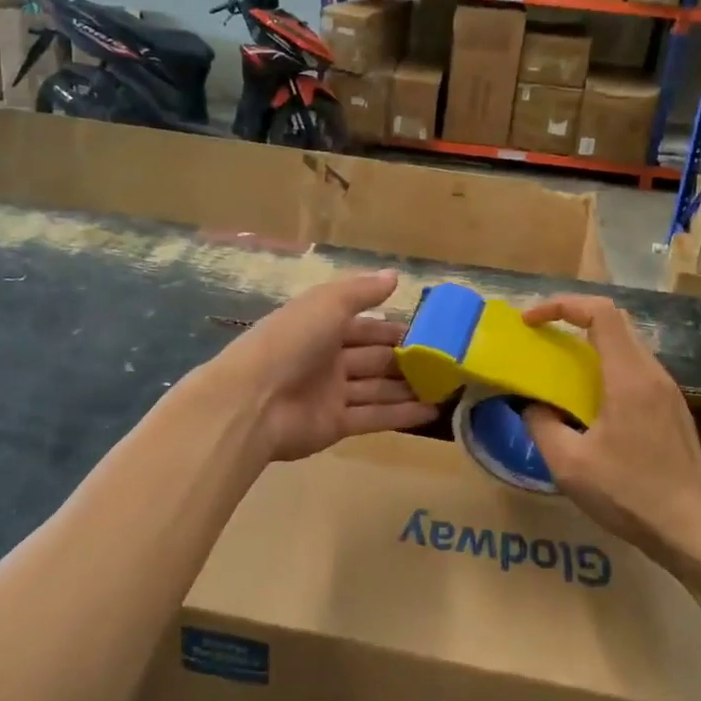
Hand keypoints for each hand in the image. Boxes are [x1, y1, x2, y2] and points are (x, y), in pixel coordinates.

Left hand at [209, 270, 436, 463]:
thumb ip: (362, 291)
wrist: (252, 401)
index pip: (365, 326)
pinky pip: (374, 416)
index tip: (431, 332)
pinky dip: (402, 415)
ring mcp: (331, 393)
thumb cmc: (290, 341)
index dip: (394, 328)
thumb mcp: (327, 303)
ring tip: (448, 388)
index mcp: (321, 326)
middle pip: (374, 358)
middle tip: (447, 363)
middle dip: (407, 360)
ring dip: (409, 388)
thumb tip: (394, 276)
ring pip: (377, 388)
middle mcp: (327, 358)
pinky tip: (433, 413)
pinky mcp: (335, 425)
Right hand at [520, 296, 700, 578]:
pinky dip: (605, 367)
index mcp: (629, 376)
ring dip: (590, 344)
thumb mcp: (569, 464)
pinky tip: (589, 401)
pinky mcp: (673, 411)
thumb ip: (541, 425)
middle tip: (541, 336)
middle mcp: (653, 374)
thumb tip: (531, 405)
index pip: (600, 312)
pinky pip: (635, 370)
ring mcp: (668, 392)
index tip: (530, 322)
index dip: (561, 305)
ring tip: (559, 366)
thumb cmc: (631, 494)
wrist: (696, 532)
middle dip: (573, 318)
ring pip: (626, 346)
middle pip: (615, 321)